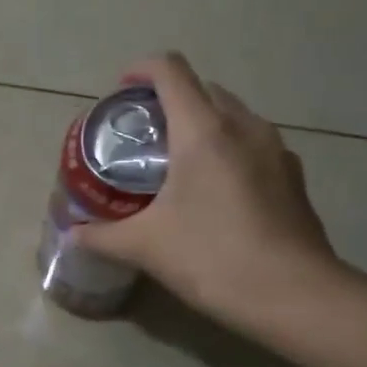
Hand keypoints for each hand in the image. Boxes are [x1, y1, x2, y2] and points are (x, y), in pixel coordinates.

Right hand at [72, 53, 343, 332]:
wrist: (294, 296)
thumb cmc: (212, 258)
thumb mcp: (145, 246)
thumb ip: (101, 236)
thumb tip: (72, 235)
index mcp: (204, 131)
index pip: (170, 71)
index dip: (141, 70)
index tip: (121, 92)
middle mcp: (244, 126)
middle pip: (202, 88)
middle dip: (169, 99)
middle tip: (142, 134)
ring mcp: (275, 149)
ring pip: (232, 114)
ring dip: (202, 123)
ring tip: (176, 161)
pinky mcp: (293, 175)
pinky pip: (253, 143)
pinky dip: (228, 148)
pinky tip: (214, 190)